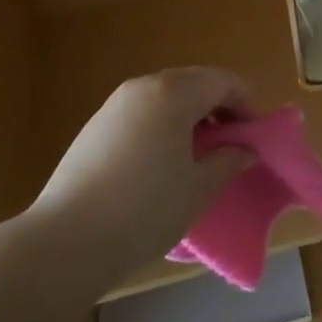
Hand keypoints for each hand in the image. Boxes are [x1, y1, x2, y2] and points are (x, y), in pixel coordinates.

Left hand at [28, 68, 254, 288]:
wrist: (65, 241)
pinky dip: (162, 125)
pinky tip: (161, 163)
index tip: (256, 134)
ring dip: (189, 116)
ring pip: (165, 97)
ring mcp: (114, 105)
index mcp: (174, 93)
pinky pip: (141, 113)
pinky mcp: (94, 127)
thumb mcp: (198, 189)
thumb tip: (245, 150)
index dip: (246, 103)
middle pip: (193, 82)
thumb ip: (228, 162)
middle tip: (232, 143)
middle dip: (218, 107)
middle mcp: (143, 87)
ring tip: (199, 155)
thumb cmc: (144, 210)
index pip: (222, 81)